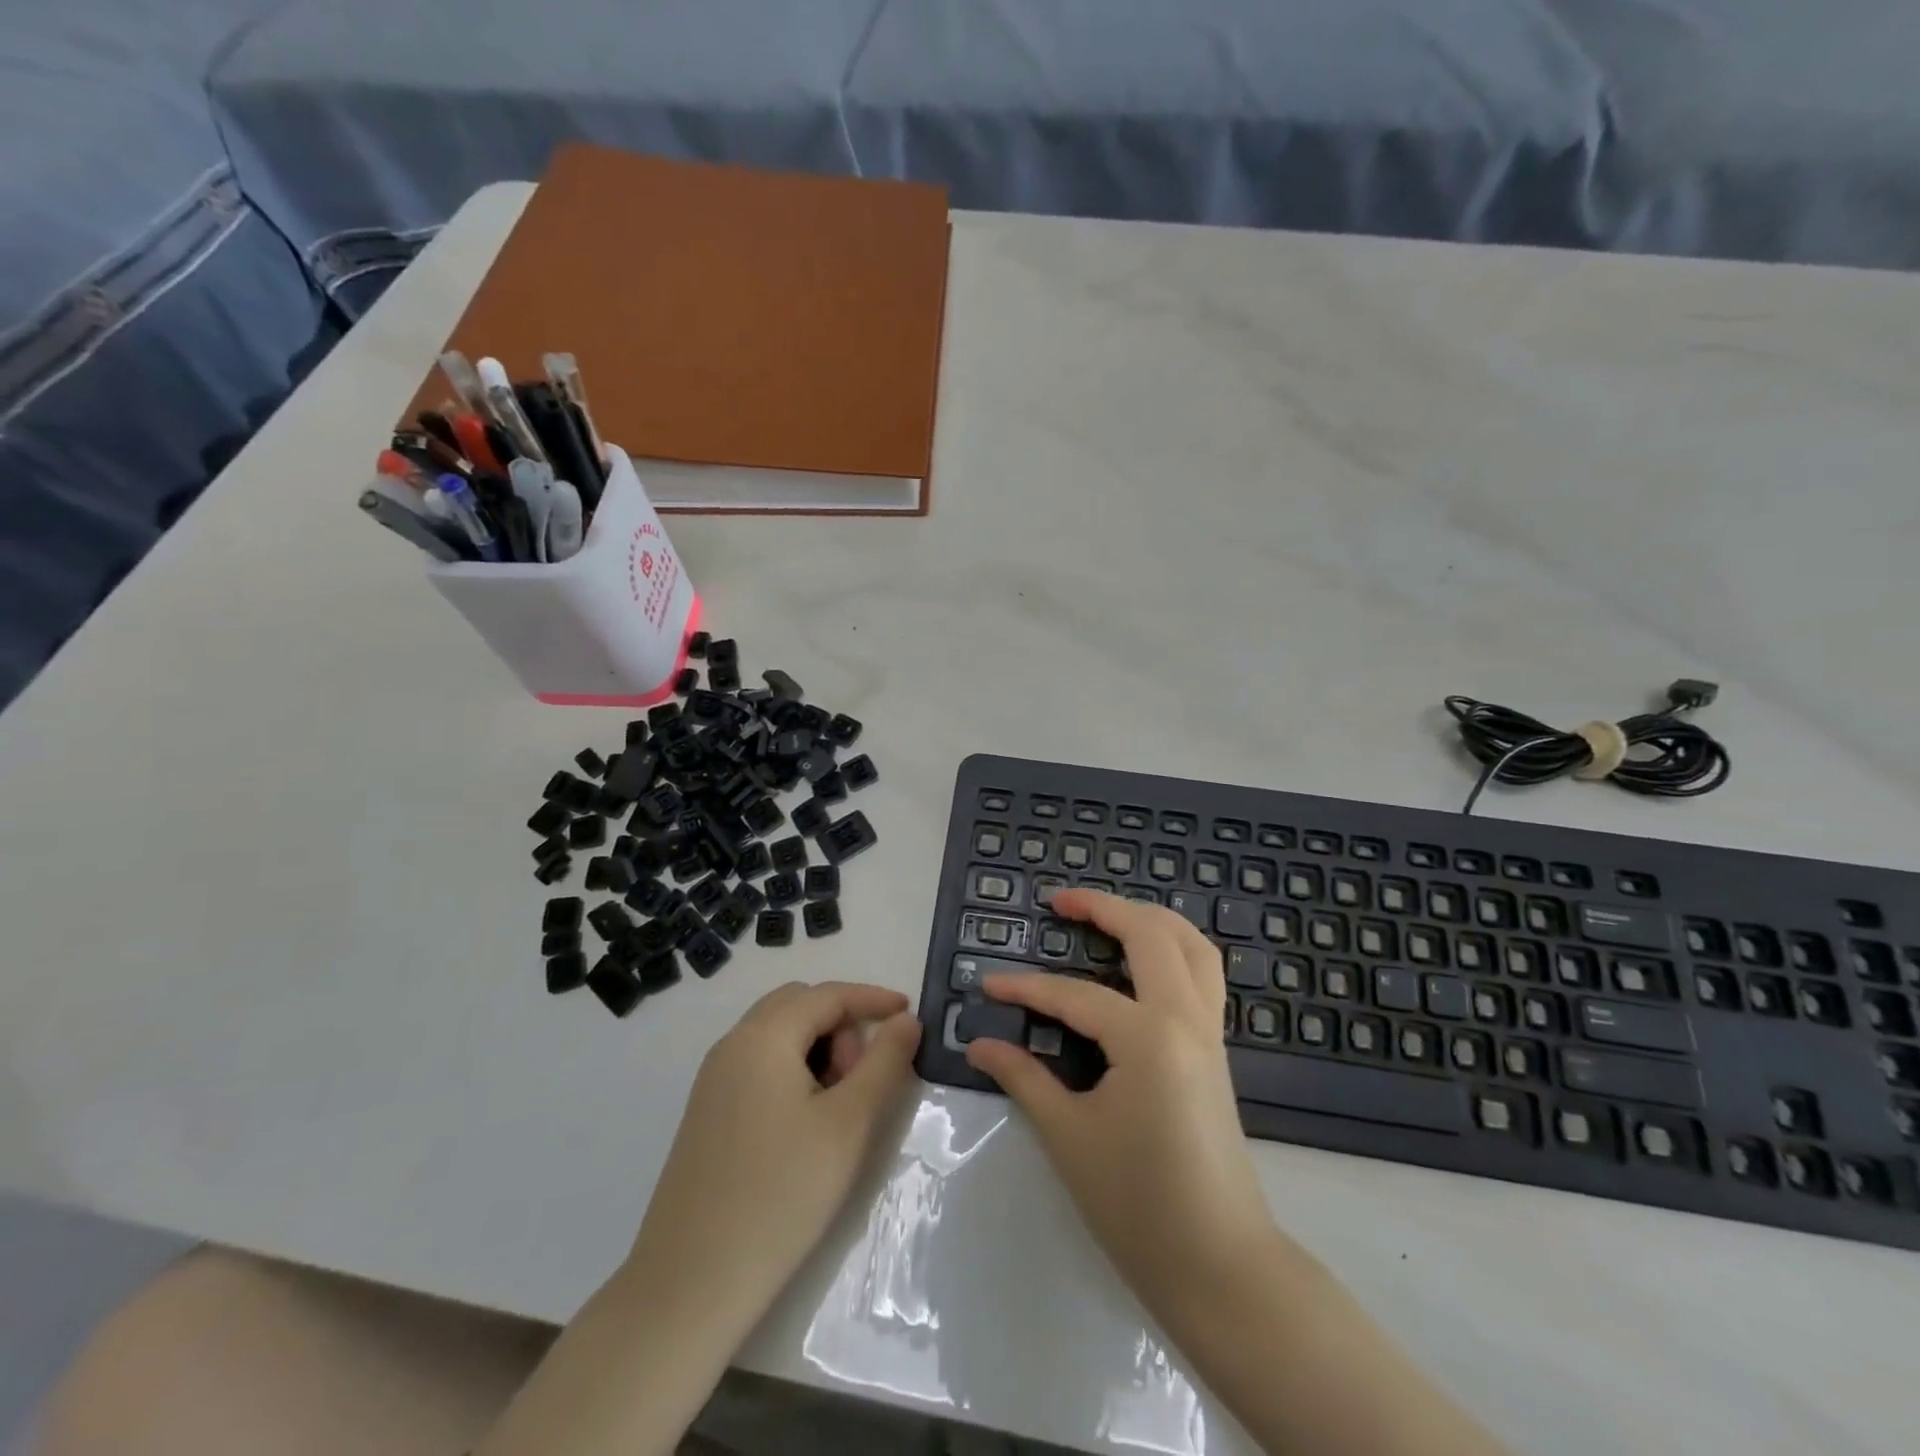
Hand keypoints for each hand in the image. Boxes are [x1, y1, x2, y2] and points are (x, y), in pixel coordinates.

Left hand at [628, 982, 921, 1312]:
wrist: (689, 1285)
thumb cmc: (781, 1194)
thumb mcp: (849, 1124)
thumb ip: (884, 1062)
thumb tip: (906, 1020)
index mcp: (762, 1036)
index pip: (828, 995)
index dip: (872, 999)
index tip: (910, 1015)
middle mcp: (732, 1045)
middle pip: (798, 1006)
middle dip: (842, 1025)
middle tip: (865, 1076)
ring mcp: (713, 1080)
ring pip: (778, 1036)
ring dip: (818, 1048)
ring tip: (839, 1105)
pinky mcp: (707, 1112)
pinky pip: (759, 1064)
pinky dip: (793, 1069)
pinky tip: (807, 1121)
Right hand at [964, 890, 1276, 1319]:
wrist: (1221, 1268)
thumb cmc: (1138, 1205)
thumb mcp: (1069, 1136)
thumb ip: (1024, 1078)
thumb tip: (981, 1045)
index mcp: (1148, 1036)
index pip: (1075, 995)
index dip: (1026, 989)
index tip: (987, 986)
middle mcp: (1186, 1018)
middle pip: (1151, 934)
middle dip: (1104, 908)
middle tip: (1060, 901)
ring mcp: (1209, 1032)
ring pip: (1192, 946)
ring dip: (1150, 918)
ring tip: (1108, 914)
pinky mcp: (1216, 1050)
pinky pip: (1204, 975)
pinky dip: (1175, 949)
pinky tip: (1144, 962)